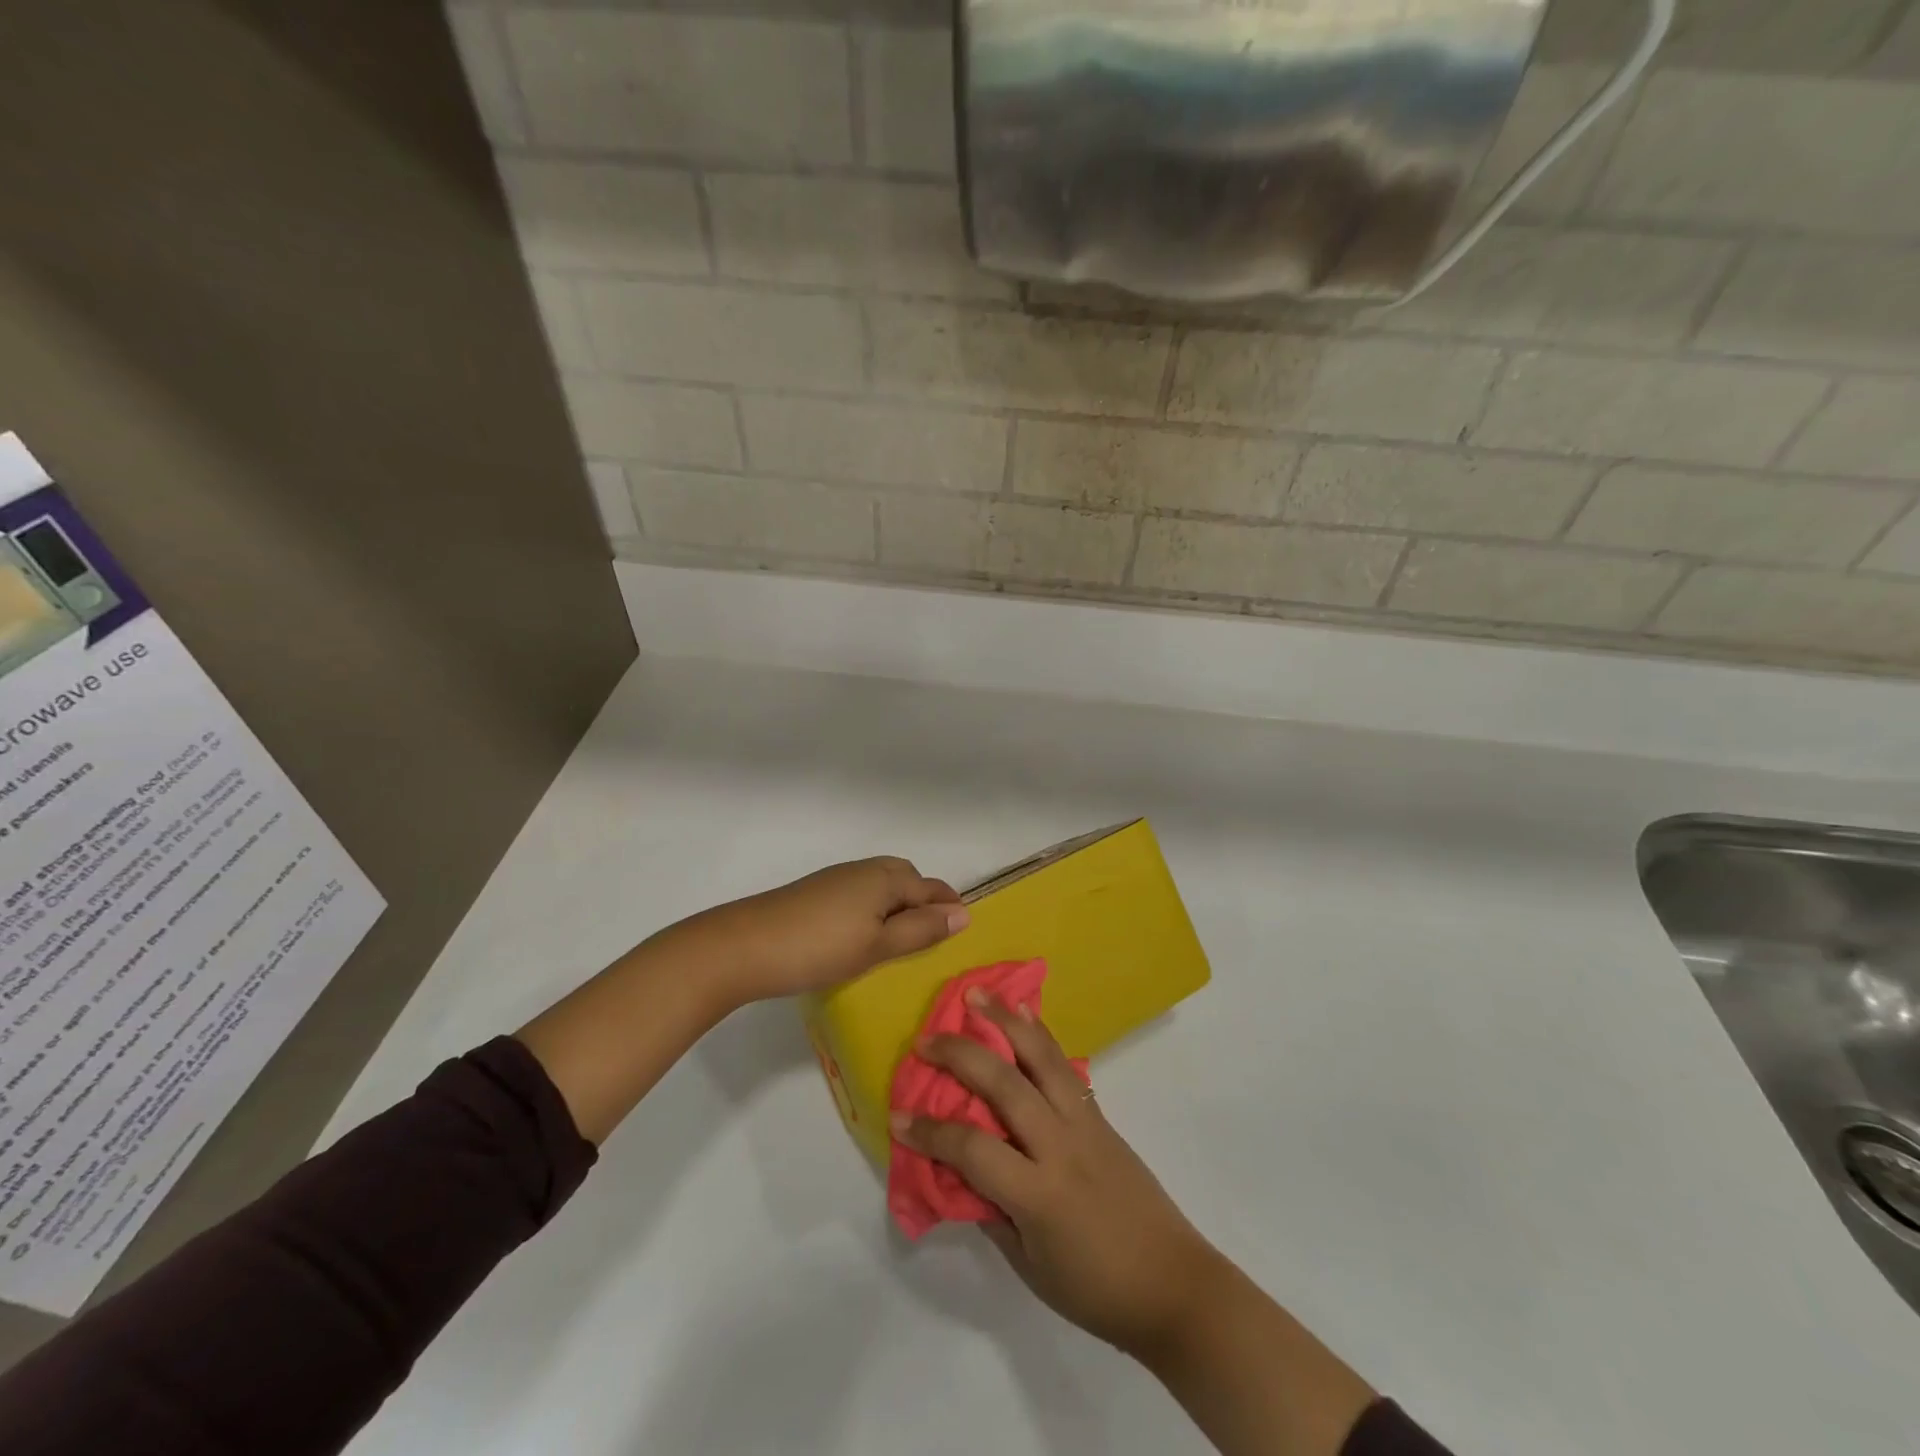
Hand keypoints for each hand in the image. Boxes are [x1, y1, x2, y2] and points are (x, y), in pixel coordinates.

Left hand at [668, 857, 967, 1010]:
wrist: (743, 946)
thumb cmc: (819, 948)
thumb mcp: (877, 945)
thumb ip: (920, 930)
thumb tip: (962, 915)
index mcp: (883, 878)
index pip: (929, 887)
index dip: (948, 905)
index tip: (963, 926)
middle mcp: (862, 870)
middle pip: (905, 876)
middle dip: (923, 897)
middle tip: (933, 930)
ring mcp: (835, 879)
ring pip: (880, 883)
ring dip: (897, 902)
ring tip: (901, 935)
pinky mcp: (814, 893)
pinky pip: (859, 892)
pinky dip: (874, 907)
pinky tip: (863, 933)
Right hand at [892, 992, 1224, 1357]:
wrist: (1175, 1284)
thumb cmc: (1096, 1290)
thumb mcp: (1030, 1267)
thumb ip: (991, 1213)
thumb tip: (958, 1172)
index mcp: (1039, 1193)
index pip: (972, 1149)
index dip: (930, 1133)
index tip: (897, 1119)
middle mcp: (1061, 1145)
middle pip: (1004, 1084)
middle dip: (960, 1056)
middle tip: (925, 1040)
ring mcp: (1085, 1122)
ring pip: (1041, 1058)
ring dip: (1006, 1021)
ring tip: (977, 994)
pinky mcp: (1101, 1115)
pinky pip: (1065, 1066)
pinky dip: (1041, 1036)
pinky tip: (1025, 1014)